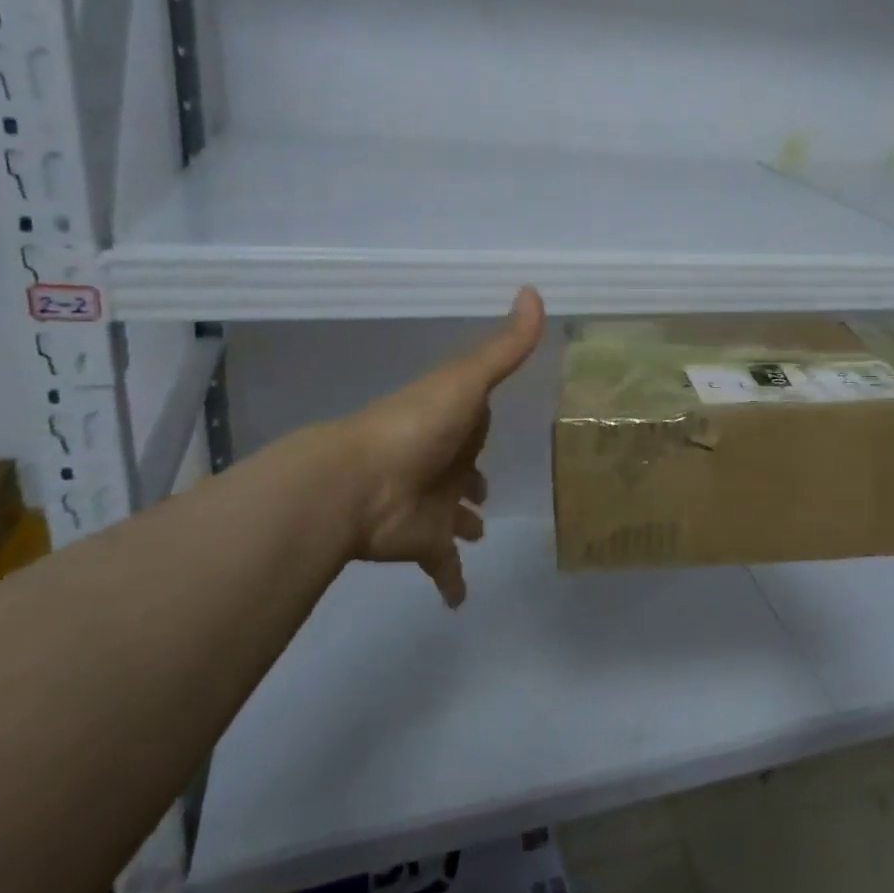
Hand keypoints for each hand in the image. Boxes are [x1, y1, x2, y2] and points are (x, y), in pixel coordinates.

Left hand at [315, 287, 545, 605]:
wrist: (358, 484)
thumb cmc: (417, 426)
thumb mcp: (467, 379)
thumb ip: (506, 347)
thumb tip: (535, 290)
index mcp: (453, 422)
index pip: (475, 420)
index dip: (486, 421)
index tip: (502, 422)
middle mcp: (443, 461)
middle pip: (463, 469)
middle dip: (474, 476)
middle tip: (489, 489)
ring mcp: (433, 503)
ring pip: (453, 515)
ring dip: (465, 523)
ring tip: (483, 532)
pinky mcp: (425, 543)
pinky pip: (443, 567)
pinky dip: (452, 583)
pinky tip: (461, 601)